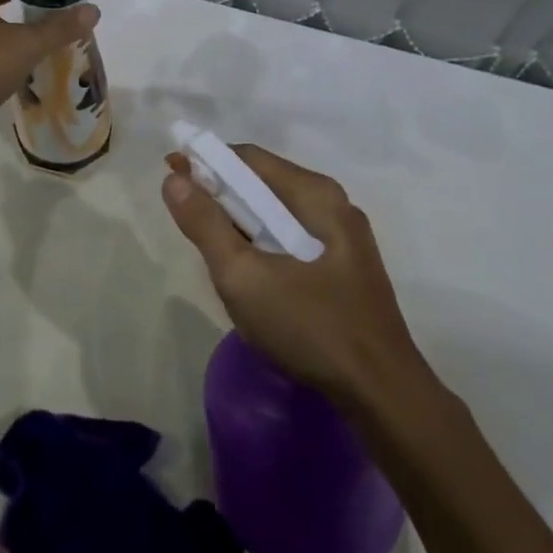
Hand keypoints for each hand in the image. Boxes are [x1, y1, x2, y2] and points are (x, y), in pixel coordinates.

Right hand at [161, 144, 433, 406]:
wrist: (381, 393)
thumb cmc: (310, 326)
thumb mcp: (244, 276)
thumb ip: (205, 225)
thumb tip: (174, 179)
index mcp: (316, 195)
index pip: (248, 159)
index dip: (205, 164)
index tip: (171, 179)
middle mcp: (334, 205)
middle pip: (264, 184)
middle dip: (221, 198)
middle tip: (189, 228)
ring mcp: (344, 238)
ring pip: (277, 215)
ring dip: (240, 226)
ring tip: (216, 258)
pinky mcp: (346, 267)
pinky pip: (292, 240)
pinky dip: (263, 245)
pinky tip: (251, 279)